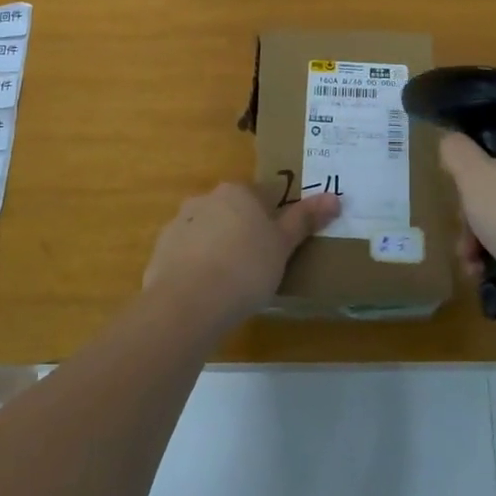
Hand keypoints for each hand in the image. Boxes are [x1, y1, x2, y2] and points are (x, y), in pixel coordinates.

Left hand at [144, 184, 340, 329]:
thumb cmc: (246, 268)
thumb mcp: (283, 246)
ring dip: (216, 249)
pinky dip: (195, 268)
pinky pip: (185, 255)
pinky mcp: (161, 251)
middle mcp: (206, 199)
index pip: (261, 196)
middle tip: (257, 266)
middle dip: (242, 232)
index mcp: (238, 192)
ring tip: (230, 284)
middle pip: (231, 211)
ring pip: (206, 232)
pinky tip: (205, 294)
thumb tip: (335, 197)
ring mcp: (179, 224)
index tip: (277, 246)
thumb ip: (305, 220)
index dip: (272, 220)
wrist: (188, 303)